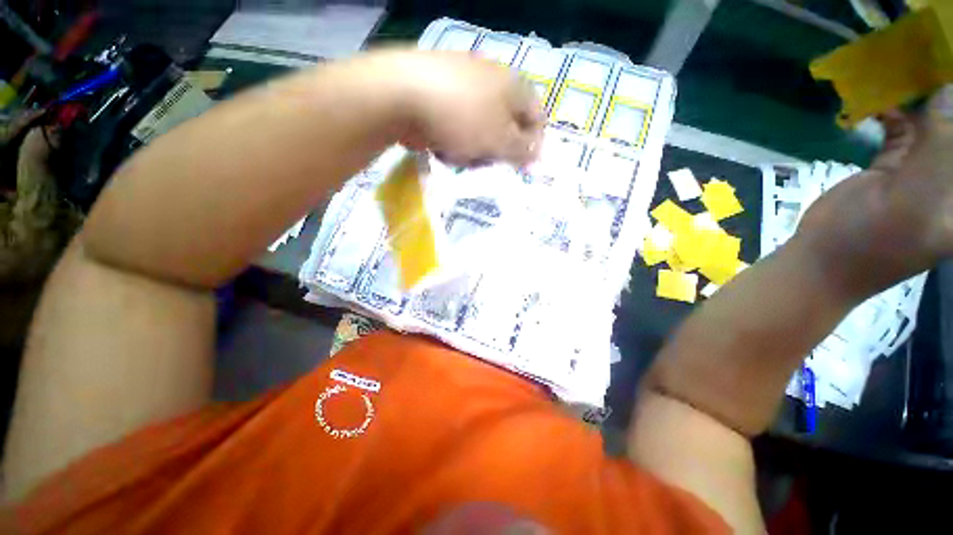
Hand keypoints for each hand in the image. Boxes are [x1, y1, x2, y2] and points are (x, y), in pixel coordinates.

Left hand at [366, 49, 544, 166]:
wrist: (403, 95)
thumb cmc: (463, 118)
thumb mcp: (500, 139)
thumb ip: (522, 150)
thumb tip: (536, 157)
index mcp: (513, 85)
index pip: (537, 117)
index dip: (534, 144)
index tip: (523, 168)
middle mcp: (492, 80)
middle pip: (507, 125)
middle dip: (498, 149)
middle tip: (486, 162)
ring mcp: (464, 85)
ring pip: (481, 129)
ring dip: (475, 148)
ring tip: (460, 156)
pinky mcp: (441, 95)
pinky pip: (459, 125)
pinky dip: (455, 140)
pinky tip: (443, 147)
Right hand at [798, 86, 952, 297]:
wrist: (822, 260)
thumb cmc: (872, 241)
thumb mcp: (916, 197)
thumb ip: (940, 145)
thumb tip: (948, 89)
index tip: (946, 73)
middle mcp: (951, 180)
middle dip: (944, 100)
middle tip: (930, 63)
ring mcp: (922, 173)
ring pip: (932, 125)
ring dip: (920, 101)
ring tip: (905, 73)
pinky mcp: (893, 169)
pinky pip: (902, 132)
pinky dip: (894, 113)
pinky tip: (882, 101)